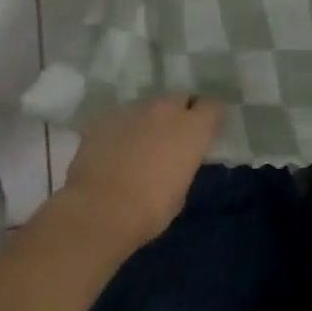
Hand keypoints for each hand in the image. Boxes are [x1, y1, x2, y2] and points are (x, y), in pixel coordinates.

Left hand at [55, 95, 221, 251]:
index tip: (205, 129)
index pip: (213, 106)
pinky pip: (120, 117)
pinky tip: (113, 149)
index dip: (208, 117)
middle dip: (179, 112)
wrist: (98, 212)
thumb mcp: (181, 189)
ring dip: (148, 120)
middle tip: (172, 135)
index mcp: (194, 127)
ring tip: (139, 142)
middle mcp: (167, 110)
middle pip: (179, 98)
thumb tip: (176, 159)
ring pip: (148, 106)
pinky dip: (121, 129)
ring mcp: (133, 110)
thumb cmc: (150, 209)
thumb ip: (183, 163)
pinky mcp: (104, 118)